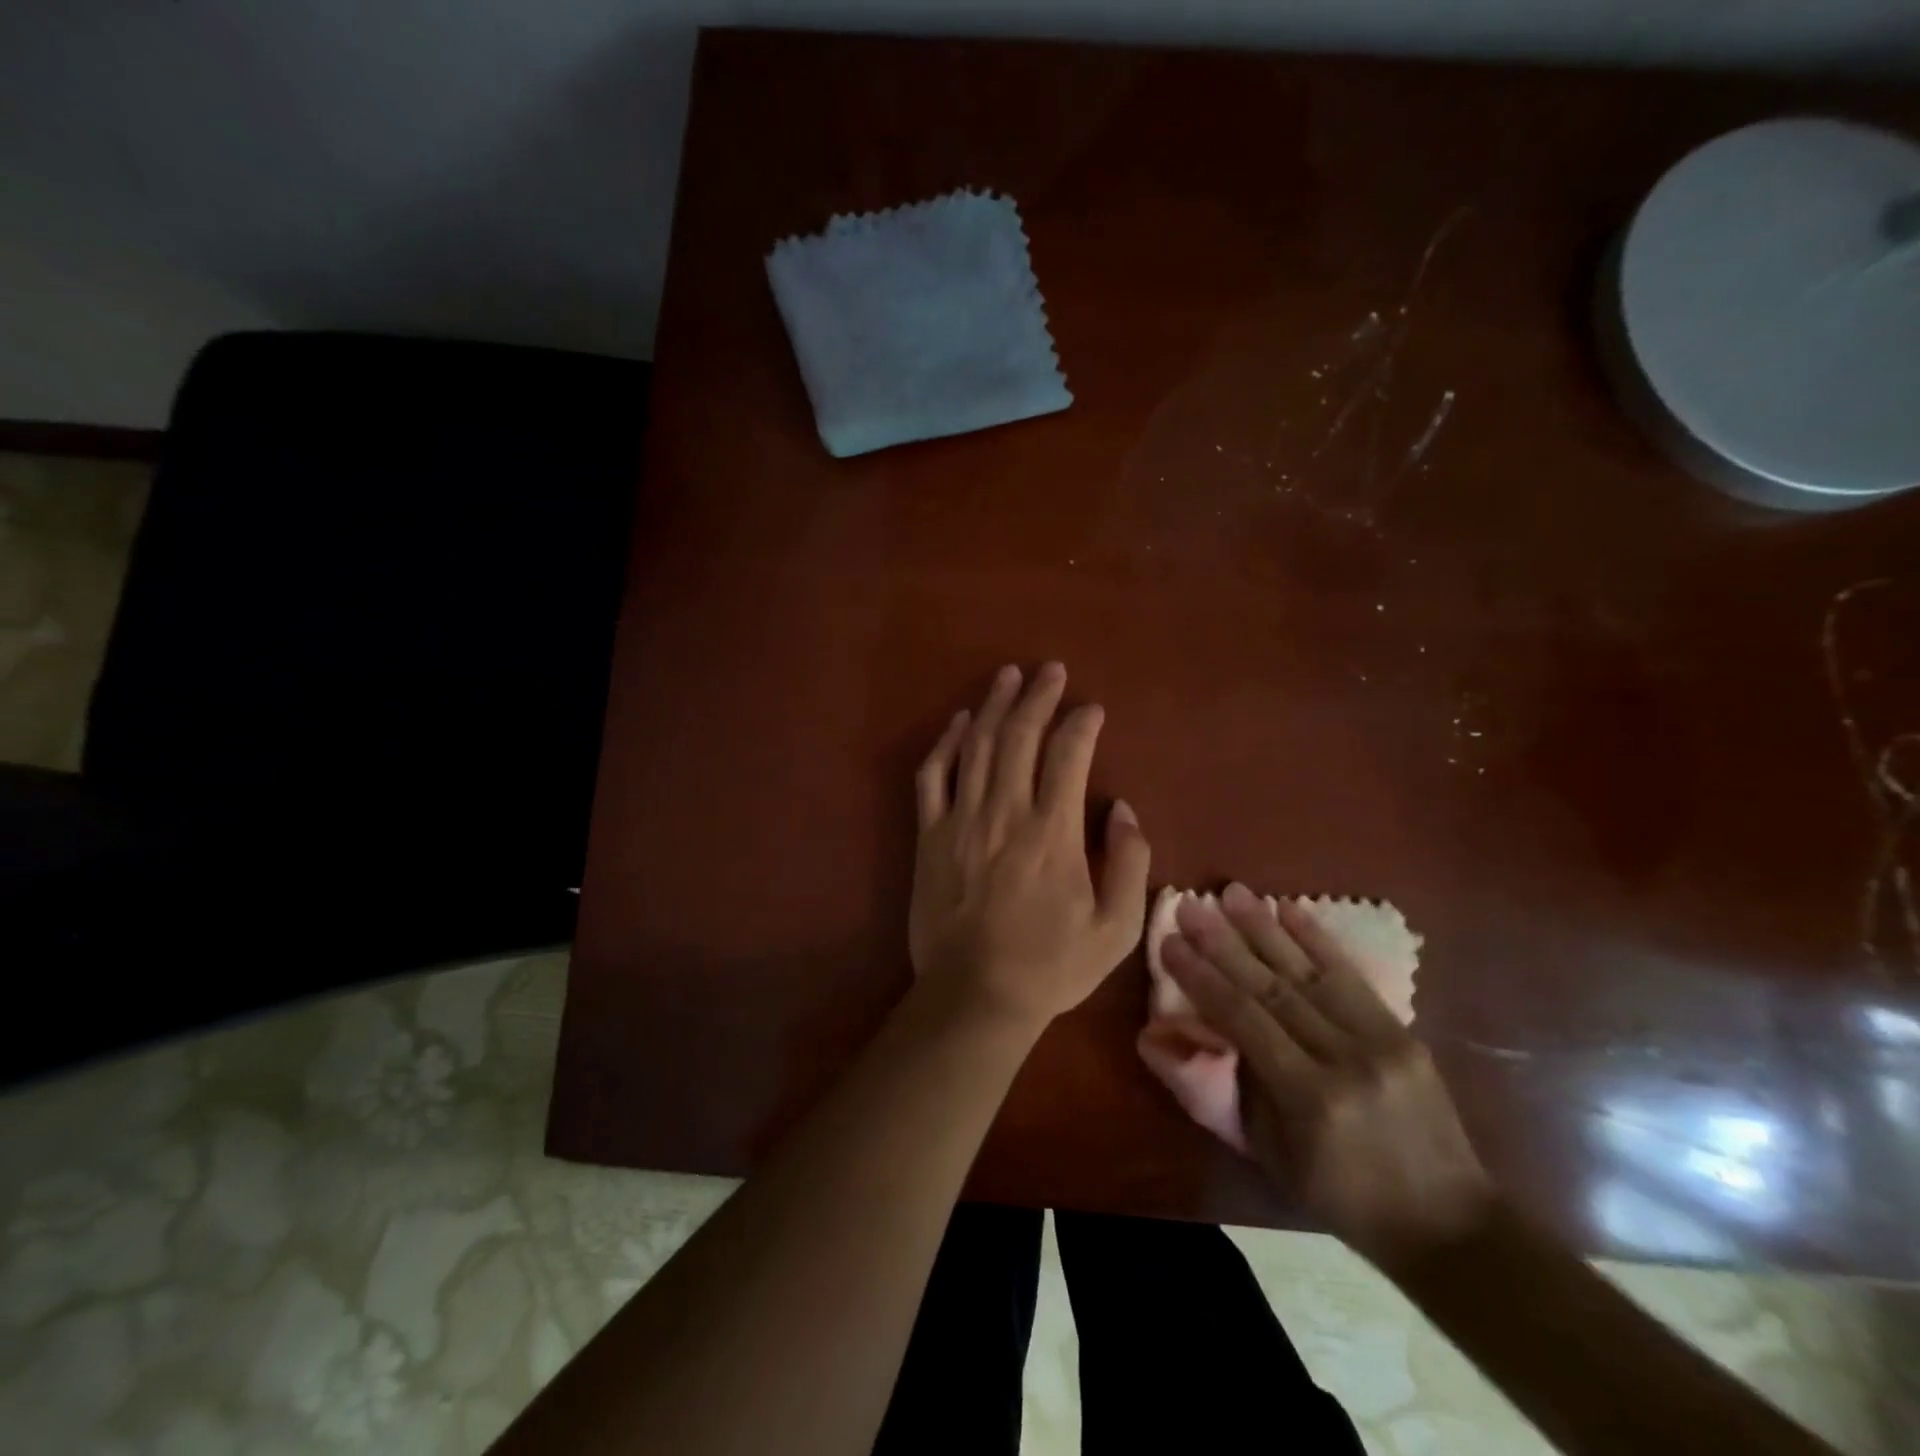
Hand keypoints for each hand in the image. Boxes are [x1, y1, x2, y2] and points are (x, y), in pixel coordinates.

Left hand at [909, 663, 1150, 1031]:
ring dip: (993, 705)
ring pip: (976, 745)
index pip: (1068, 756)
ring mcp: (961, 820)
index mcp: (1053, 833)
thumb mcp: (1116, 929)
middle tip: (1050, 670)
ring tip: (1008, 675)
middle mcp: (1005, 813)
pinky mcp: (929, 835)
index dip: (1082, 724)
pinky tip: (960, 721)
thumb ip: (1131, 864)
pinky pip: (933, 776)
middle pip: (1019, 736)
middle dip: (1037, 696)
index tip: (1093, 710)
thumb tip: (1124, 810)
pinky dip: (946, 743)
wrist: (975, 996)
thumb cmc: (1051, 966)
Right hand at [1161, 884, 1494, 1269]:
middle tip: (1190, 905)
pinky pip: (1352, 977)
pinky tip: (1290, 908)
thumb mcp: (1269, 1155)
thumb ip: (1219, 1090)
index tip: (1168, 943)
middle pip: (1271, 986)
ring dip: (1265, 928)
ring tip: (1231, 892)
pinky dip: (1318, 939)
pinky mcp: (1403, 1032)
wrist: (1449, 1224)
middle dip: (1223, 942)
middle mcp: (1344, 1058)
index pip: (1242, 1018)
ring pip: (1308, 972)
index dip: (1201, 978)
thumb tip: (1162, 1037)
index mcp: (1308, 1097)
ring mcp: (1380, 1041)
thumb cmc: (1340, 1196)